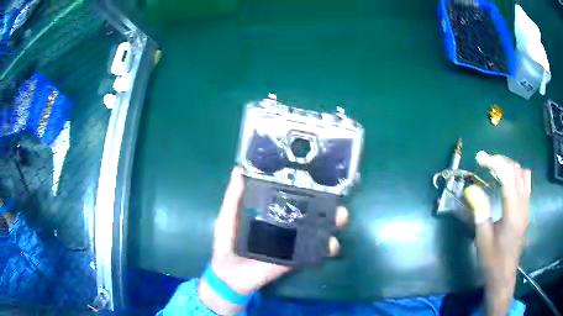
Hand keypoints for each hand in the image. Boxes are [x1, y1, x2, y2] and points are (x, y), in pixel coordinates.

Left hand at [198, 167, 348, 314]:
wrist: (229, 275)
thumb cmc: (227, 244)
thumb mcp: (227, 217)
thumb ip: (233, 197)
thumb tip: (238, 169)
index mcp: (270, 213)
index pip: (290, 197)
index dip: (304, 187)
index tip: (318, 175)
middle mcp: (285, 225)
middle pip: (309, 212)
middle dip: (325, 204)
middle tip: (336, 197)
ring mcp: (291, 243)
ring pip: (316, 230)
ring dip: (331, 223)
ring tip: (340, 216)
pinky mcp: (294, 259)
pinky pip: (313, 252)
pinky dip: (326, 248)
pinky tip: (332, 244)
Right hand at [466, 153, 530, 315]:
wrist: (503, 276)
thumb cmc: (492, 260)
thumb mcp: (482, 238)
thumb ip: (480, 211)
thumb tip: (470, 188)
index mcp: (513, 212)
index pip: (508, 175)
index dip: (494, 162)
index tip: (479, 158)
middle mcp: (523, 205)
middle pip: (516, 170)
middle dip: (501, 160)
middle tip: (485, 161)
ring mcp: (526, 207)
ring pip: (523, 174)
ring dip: (510, 166)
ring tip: (496, 168)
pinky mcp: (526, 210)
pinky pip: (526, 183)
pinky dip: (516, 175)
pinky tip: (508, 181)